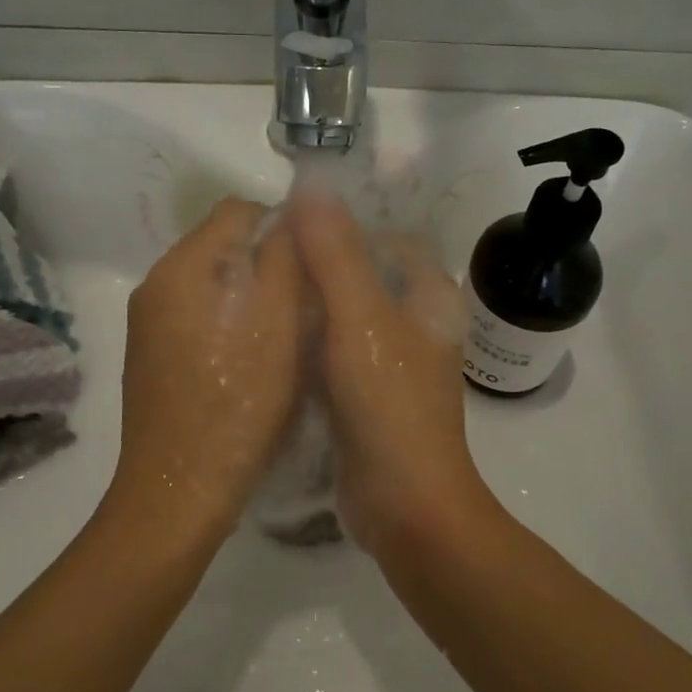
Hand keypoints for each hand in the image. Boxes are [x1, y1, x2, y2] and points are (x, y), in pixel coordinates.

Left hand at [111, 198, 304, 540]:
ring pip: (210, 282)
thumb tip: (293, 210)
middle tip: (304, 301)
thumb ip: (285, 256)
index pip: (237, 210)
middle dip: (265, 261)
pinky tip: (249, 359)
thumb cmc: (239, 403)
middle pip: (221, 245)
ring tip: (282, 332)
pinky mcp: (149, 355)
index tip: (313, 263)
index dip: (282, 225)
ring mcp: (147, 321)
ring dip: (248, 293)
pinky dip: (226, 321)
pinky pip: (194, 314)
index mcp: (182, 267)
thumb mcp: (278, 323)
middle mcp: (155, 283)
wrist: (180, 490)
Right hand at [288, 188, 493, 553]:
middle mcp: (416, 325)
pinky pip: (336, 354)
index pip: (391, 239)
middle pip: (365, 276)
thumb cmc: (389, 403)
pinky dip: (309, 344)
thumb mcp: (360, 318)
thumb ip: (335, 253)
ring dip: (311, 306)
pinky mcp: (369, 396)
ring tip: (262, 295)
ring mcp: (393, 364)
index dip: (348, 227)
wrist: (405, 505)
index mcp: (429, 297)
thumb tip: (310, 185)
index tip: (297, 228)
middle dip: (321, 266)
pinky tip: (271, 342)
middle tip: (268, 262)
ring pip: (347, 317)